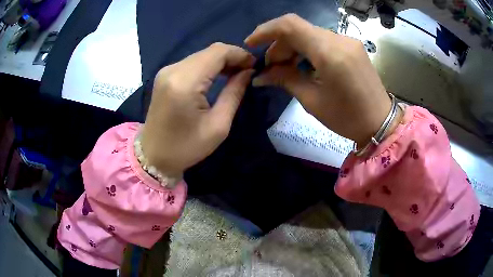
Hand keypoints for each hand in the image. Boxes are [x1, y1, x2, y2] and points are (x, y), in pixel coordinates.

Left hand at [141, 43, 254, 176]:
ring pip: (201, 55)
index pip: (218, 52)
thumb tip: (247, 72)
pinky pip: (191, 62)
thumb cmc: (186, 147)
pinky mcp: (164, 75)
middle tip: (247, 71)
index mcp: (185, 83)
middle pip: (209, 51)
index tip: (254, 65)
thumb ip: (234, 93)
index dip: (239, 54)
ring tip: (235, 74)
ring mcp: (166, 71)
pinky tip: (217, 76)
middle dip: (232, 57)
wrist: (153, 155)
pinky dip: (208, 65)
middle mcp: (173, 70)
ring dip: (220, 61)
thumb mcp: (218, 126)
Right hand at [245, 14, 399, 145]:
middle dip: (279, 45)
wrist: (380, 122)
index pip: (290, 25)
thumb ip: (285, 79)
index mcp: (329, 52)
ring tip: (285, 68)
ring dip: (293, 47)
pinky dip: (307, 48)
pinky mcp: (351, 46)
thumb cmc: (347, 118)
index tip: (251, 44)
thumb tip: (260, 75)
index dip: (266, 30)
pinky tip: (304, 64)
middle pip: (298, 29)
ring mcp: (347, 41)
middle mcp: (339, 39)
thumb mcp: (312, 101)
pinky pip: (322, 40)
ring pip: (310, 33)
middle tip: (271, 67)